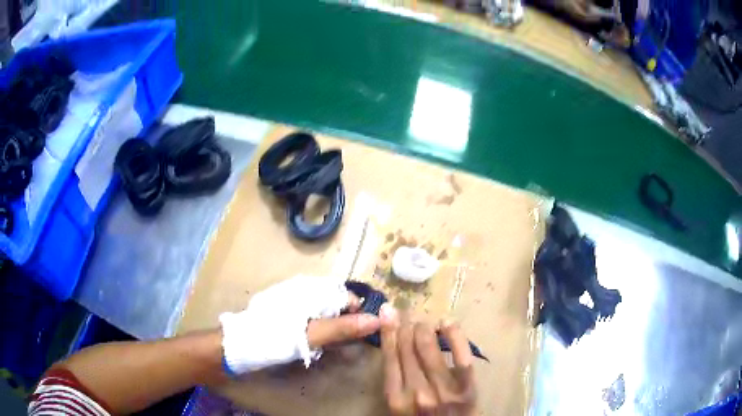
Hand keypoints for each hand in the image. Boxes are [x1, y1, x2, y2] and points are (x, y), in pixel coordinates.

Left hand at [220, 275, 379, 374]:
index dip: (359, 315)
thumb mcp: (311, 334)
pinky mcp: (287, 313)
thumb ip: (343, 327)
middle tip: (343, 345)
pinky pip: (312, 319)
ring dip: (332, 330)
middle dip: (346, 324)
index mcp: (313, 290)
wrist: (239, 345)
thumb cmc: (275, 338)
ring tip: (327, 346)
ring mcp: (295, 302)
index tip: (364, 336)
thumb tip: (377, 319)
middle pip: (338, 305)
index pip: (349, 297)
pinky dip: (318, 332)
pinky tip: (312, 344)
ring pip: (326, 313)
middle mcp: (306, 291)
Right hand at [380, 305, 476, 414]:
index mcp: (395, 399)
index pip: (389, 357)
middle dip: (406, 326)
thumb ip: (395, 383)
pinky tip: (447, 323)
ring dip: (424, 328)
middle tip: (408, 316)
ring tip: (424, 322)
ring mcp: (442, 390)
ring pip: (428, 347)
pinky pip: (460, 356)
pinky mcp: (467, 388)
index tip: (387, 313)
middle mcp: (415, 392)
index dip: (389, 332)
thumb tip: (392, 349)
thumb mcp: (400, 408)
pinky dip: (454, 335)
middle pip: (407, 349)